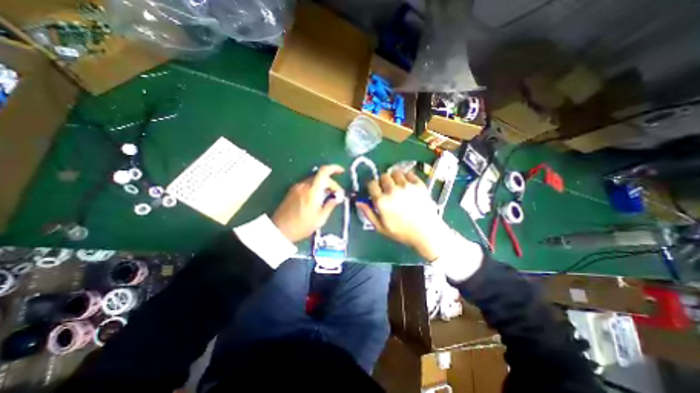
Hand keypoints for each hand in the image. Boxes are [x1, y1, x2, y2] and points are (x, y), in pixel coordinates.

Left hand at [272, 164, 344, 242]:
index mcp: (312, 191)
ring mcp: (297, 187)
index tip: (341, 171)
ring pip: (314, 180)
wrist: (279, 230)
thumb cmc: (301, 226)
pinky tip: (317, 199)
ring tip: (327, 198)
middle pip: (320, 176)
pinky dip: (315, 188)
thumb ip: (330, 205)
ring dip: (323, 186)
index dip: (334, 168)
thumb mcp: (320, 218)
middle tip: (337, 195)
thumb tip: (338, 197)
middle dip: (331, 183)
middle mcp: (304, 186)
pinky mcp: (292, 191)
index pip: (324, 172)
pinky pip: (307, 185)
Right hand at [357, 171, 450, 259]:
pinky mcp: (419, 184)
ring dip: (394, 177)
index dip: (372, 187)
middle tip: (387, 189)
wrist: (426, 232)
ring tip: (397, 185)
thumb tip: (359, 202)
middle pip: (383, 176)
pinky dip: (406, 177)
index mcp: (382, 201)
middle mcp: (393, 190)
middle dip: (383, 182)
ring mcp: (407, 186)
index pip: (371, 184)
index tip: (375, 191)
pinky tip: (407, 185)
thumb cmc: (402, 232)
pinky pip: (409, 173)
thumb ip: (368, 213)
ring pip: (395, 172)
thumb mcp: (381, 227)